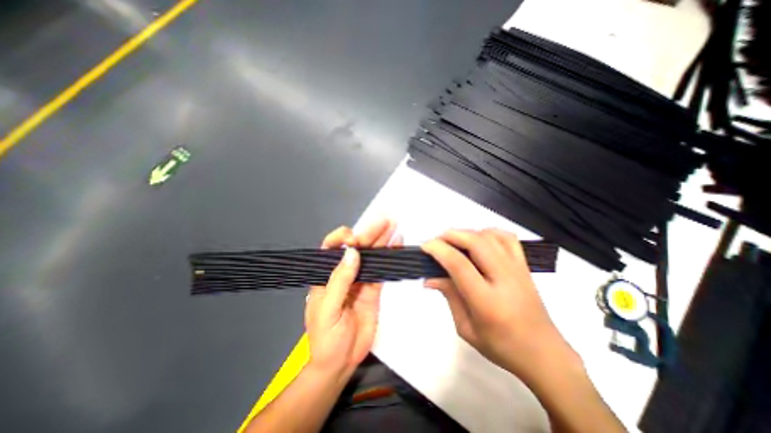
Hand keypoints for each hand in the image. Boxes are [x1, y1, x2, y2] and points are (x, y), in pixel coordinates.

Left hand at [304, 218, 399, 377]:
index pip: (331, 248)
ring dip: (382, 241)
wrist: (340, 362)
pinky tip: (396, 246)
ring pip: (371, 256)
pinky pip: (381, 270)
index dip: (342, 238)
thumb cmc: (326, 338)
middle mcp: (343, 273)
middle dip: (369, 233)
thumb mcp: (327, 309)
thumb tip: (352, 252)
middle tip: (385, 221)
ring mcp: (360, 280)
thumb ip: (339, 280)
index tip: (355, 239)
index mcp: (325, 275)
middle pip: (356, 248)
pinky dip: (388, 258)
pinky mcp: (373, 289)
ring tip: (393, 227)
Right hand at [421, 228, 570, 380]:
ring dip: (467, 233)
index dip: (439, 250)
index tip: (425, 246)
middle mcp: (504, 279)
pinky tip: (478, 240)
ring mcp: (517, 269)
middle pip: (475, 242)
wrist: (544, 354)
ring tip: (453, 241)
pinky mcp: (525, 266)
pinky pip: (507, 238)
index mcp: (487, 302)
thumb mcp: (466, 328)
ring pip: (489, 236)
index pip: (459, 264)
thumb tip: (429, 278)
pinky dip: (488, 232)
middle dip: (450, 235)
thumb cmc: (501, 347)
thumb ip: (449, 296)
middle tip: (436, 241)